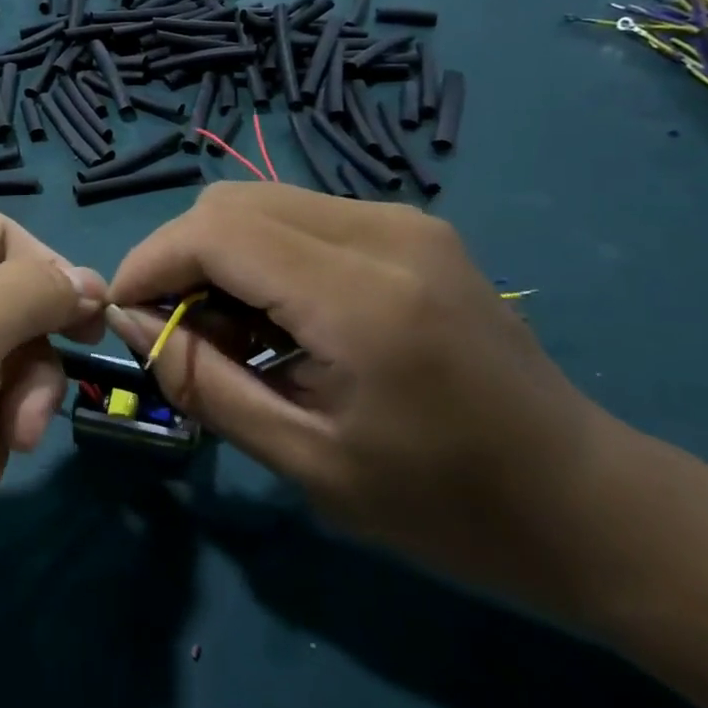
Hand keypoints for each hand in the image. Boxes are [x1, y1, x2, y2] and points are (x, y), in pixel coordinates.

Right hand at [106, 184, 627, 611]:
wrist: (585, 501)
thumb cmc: (445, 506)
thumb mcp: (305, 461)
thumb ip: (203, 381)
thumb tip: (128, 321)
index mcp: (361, 297)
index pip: (216, 232)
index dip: (151, 263)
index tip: (123, 315)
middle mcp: (383, 232)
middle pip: (231, 202)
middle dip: (180, 257)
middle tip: (176, 330)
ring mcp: (403, 221)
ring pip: (260, 201)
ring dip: (219, 256)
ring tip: (228, 332)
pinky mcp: (410, 228)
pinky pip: (300, 216)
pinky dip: (261, 256)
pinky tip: (278, 318)